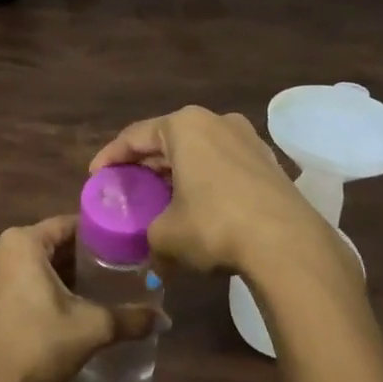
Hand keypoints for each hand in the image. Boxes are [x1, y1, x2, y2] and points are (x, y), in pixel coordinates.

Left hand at [0, 215, 156, 381]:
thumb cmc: (37, 344)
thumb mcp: (91, 328)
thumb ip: (130, 319)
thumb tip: (166, 320)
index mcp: (22, 241)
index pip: (70, 224)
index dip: (101, 234)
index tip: (128, 246)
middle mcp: (1, 248)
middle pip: (53, 243)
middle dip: (85, 256)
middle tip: (121, 268)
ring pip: (38, 262)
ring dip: (66, 273)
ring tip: (103, 285)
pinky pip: (23, 278)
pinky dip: (46, 286)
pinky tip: (73, 304)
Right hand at [89, 106, 339, 279]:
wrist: (287, 243)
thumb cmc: (214, 226)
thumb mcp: (166, 235)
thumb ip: (150, 236)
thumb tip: (155, 259)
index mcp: (185, 125)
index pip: (135, 135)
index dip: (111, 156)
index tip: (95, 176)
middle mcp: (217, 121)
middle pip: (169, 140)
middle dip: (146, 165)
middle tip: (127, 188)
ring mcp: (248, 139)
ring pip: (199, 152)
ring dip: (178, 173)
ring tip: (161, 198)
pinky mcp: (269, 163)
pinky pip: (224, 166)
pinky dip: (205, 181)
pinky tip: (199, 206)